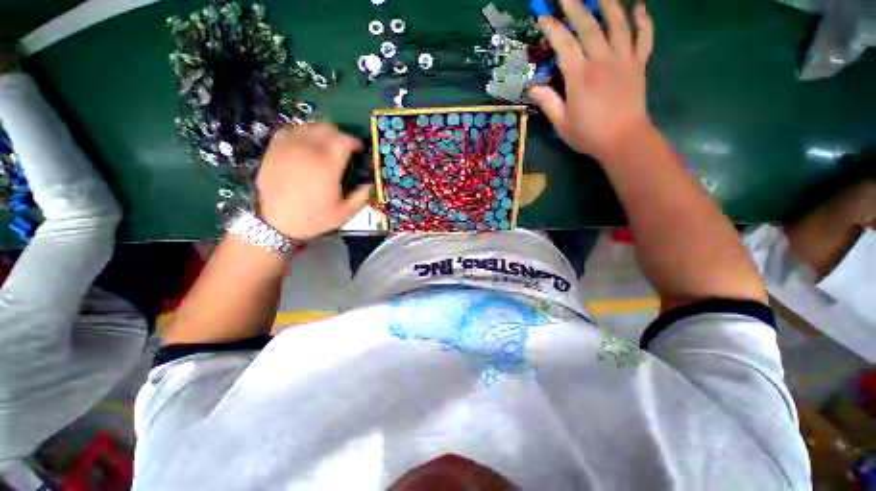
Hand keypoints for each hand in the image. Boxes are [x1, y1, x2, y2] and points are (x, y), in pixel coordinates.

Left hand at [256, 123, 371, 240]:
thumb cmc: (314, 218)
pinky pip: (289, 131)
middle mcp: (308, 151)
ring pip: (308, 126)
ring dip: (321, 133)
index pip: (344, 140)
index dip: (355, 142)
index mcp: (328, 166)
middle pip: (327, 128)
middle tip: (343, 147)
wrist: (277, 223)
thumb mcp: (344, 213)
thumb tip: (370, 184)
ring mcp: (288, 148)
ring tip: (324, 145)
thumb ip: (361, 196)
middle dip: (339, 135)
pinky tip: (304, 144)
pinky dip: (301, 134)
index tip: (359, 149)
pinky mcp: (274, 150)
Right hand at [529, 0, 653, 159]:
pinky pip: (644, 39)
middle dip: (576, 6)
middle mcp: (603, 61)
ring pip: (619, 25)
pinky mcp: (639, 66)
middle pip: (590, 26)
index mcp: (580, 77)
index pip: (565, 44)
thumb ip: (549, 103)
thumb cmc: (589, 135)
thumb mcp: (561, 124)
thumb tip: (532, 88)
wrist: (623, 141)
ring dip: (610, 4)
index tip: (543, 15)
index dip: (553, 28)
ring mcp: (624, 61)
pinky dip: (643, 21)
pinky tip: (640, 8)